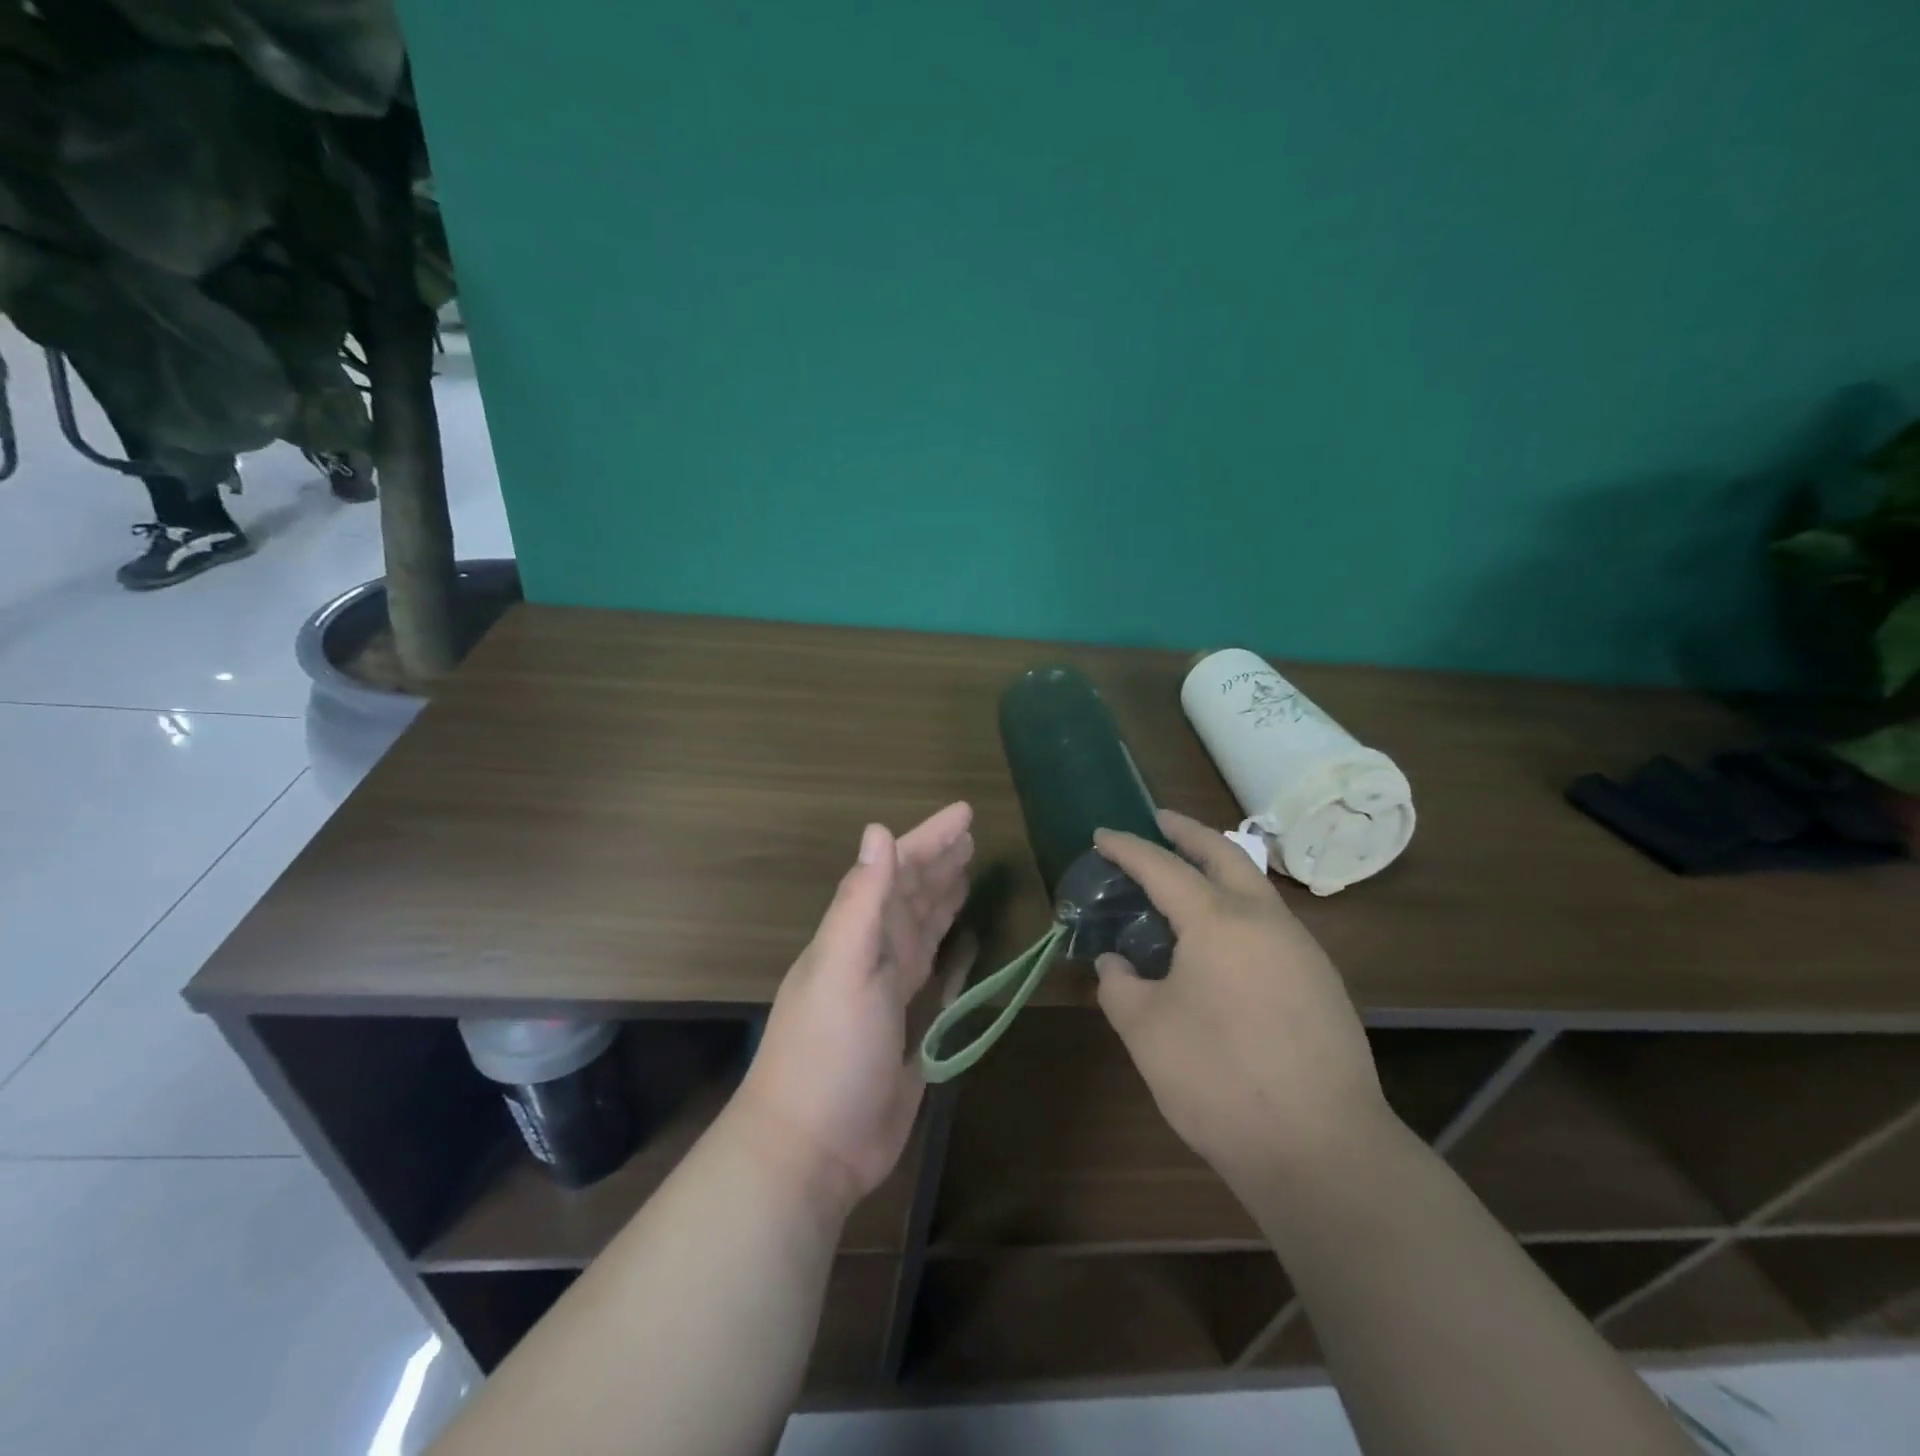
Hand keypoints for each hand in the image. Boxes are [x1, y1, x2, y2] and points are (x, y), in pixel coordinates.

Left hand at [735, 803, 973, 1216]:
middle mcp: (872, 954)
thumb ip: (862, 901)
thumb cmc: (828, 1052)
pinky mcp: (906, 1028)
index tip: (965, 813)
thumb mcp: (844, 967)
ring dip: (941, 898)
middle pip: (911, 895)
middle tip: (970, 837)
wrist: (812, 1148)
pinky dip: (944, 949)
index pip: (897, 870)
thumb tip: (877, 830)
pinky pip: (931, 973)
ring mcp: (888, 992)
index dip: (930, 839)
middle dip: (938, 863)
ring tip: (967, 873)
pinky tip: (958, 941)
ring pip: (920, 929)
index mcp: (857, 934)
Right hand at [1092, 809, 1387, 1189]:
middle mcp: (1266, 920)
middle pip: (1224, 854)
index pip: (1162, 867)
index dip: (1128, 847)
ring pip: (1255, 888)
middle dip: (1188, 832)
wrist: (1322, 1150)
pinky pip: (1272, 924)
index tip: (1102, 834)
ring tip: (1187, 880)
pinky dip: (1239, 910)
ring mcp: (1302, 950)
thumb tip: (1117, 965)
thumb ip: (1120, 987)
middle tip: (1160, 820)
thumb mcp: (1146, 1032)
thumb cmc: (1220, 1079)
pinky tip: (1223, 943)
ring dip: (1219, 870)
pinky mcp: (1322, 984)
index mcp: (1218, 920)